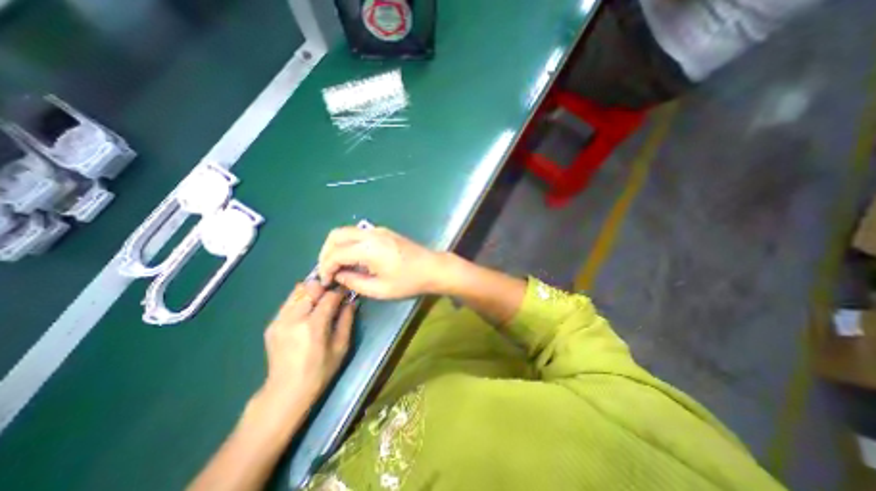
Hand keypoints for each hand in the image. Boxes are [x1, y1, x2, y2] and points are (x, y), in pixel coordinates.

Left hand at [261, 279, 352, 406]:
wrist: (286, 391)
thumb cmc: (320, 371)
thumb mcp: (341, 346)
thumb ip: (346, 320)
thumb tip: (352, 301)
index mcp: (313, 326)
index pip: (329, 296)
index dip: (340, 292)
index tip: (347, 293)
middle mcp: (293, 318)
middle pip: (311, 288)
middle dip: (325, 288)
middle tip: (334, 296)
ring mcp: (279, 320)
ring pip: (298, 291)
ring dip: (312, 292)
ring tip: (320, 301)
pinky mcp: (272, 324)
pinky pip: (289, 301)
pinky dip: (301, 299)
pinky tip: (307, 311)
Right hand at [319, 225, 447, 297]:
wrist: (432, 268)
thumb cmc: (408, 281)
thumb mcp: (380, 289)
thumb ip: (354, 282)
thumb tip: (339, 275)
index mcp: (369, 248)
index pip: (336, 253)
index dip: (325, 267)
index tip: (326, 282)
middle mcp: (371, 234)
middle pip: (336, 235)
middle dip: (326, 252)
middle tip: (327, 270)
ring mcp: (378, 230)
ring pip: (346, 231)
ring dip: (337, 246)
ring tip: (338, 266)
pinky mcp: (384, 232)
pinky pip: (358, 233)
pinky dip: (349, 243)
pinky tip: (353, 259)